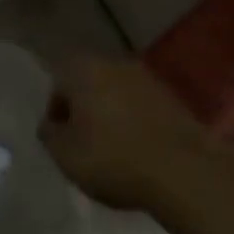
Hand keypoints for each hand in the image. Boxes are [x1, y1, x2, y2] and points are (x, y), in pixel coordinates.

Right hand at [40, 56, 212, 210]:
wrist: (184, 171)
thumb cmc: (113, 158)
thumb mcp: (65, 155)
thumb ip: (50, 135)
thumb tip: (51, 126)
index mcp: (82, 68)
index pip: (57, 85)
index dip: (56, 115)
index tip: (62, 141)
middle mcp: (113, 62)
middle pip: (88, 85)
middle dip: (84, 111)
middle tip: (85, 144)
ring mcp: (147, 78)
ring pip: (116, 95)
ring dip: (111, 116)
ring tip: (114, 151)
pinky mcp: (173, 98)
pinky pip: (142, 107)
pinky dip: (136, 123)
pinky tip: (139, 151)